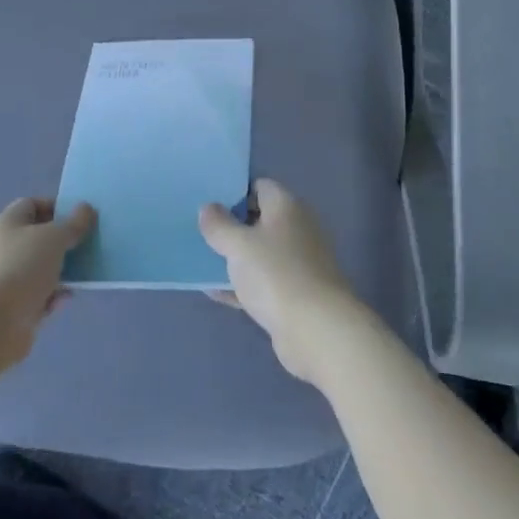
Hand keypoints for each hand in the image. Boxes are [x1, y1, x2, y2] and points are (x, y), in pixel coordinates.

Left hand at [0, 198, 95, 376]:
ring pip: (41, 269)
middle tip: (90, 244)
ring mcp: (7, 280)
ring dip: (62, 271)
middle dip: (64, 241)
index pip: (33, 206)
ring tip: (87, 272)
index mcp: (7, 223)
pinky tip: (67, 299)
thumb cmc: (18, 269)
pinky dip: (53, 297)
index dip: (57, 208)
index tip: (82, 218)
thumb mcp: (53, 238)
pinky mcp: (13, 310)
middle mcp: (4, 248)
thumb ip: (72, 224)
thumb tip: (85, 208)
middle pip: (38, 238)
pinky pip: (39, 297)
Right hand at [199, 179, 363, 386]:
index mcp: (286, 207)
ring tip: (201, 258)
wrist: (317, 331)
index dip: (235, 190)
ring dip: (235, 257)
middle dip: (231, 225)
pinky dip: (242, 285)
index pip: (260, 186)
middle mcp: (296, 230)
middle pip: (259, 220)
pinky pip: (262, 283)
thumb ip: (219, 224)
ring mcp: (298, 264)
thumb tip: (208, 207)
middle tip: (200, 229)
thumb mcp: (238, 245)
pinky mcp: (294, 295)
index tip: (209, 200)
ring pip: (260, 253)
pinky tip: (214, 291)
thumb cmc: (276, 274)